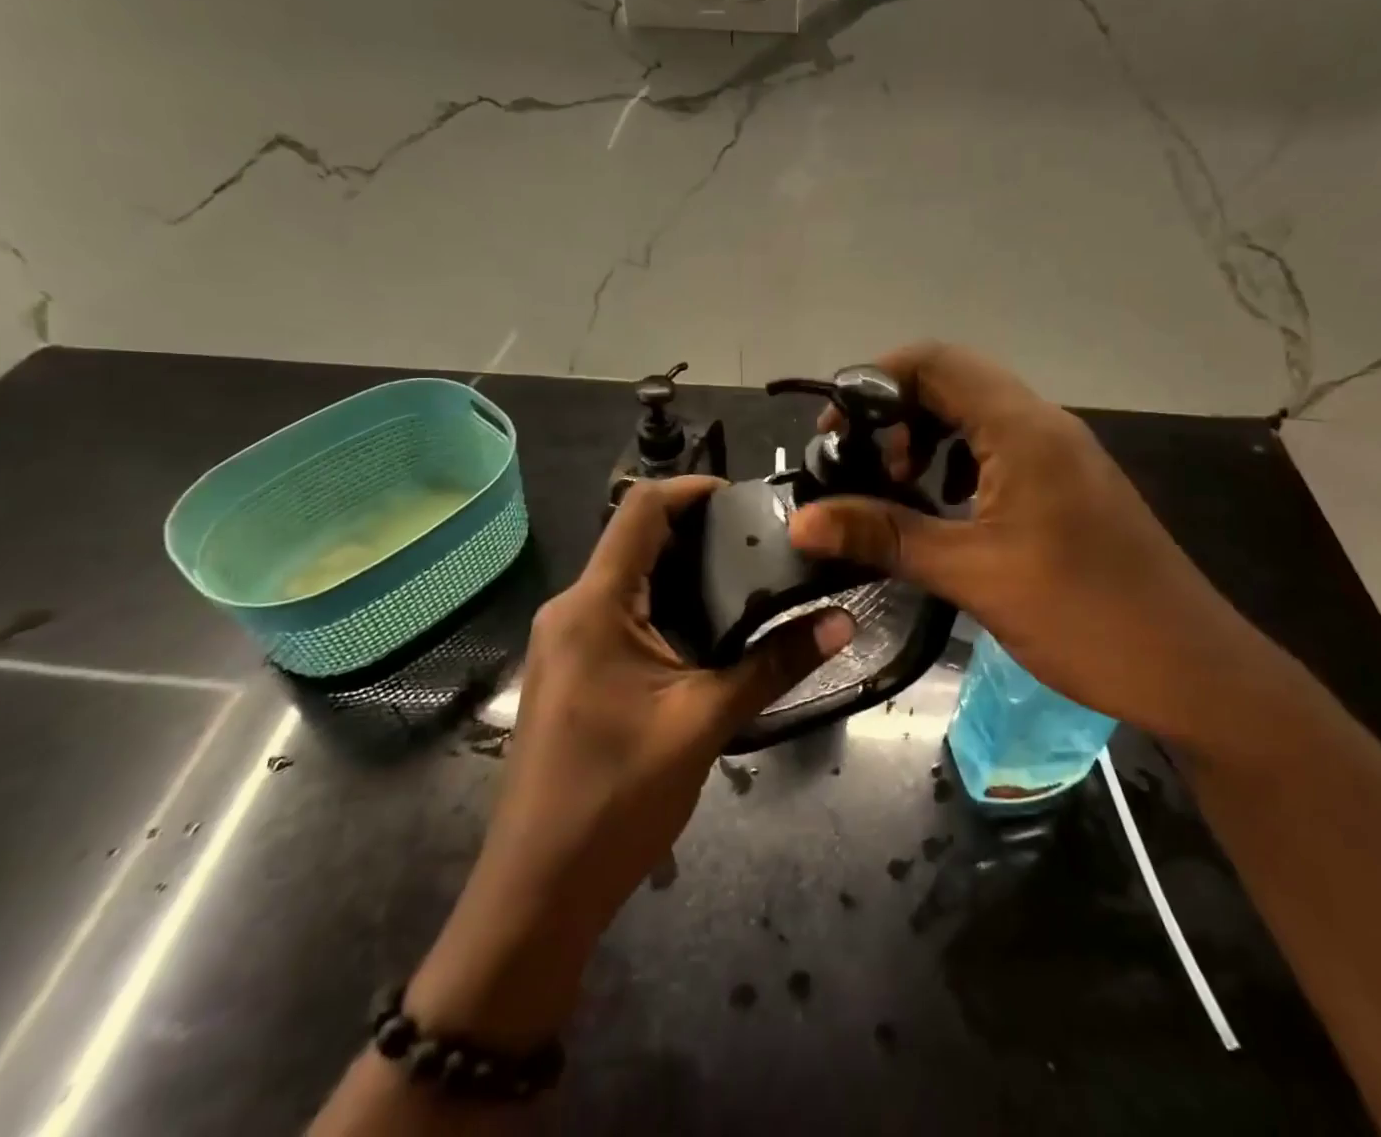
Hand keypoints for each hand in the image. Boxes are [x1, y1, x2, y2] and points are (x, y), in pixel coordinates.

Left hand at [407, 476, 853, 1044]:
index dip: (692, 488)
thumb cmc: (615, 798)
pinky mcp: (570, 670)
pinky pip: (619, 613)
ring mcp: (564, 641)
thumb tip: (843, 621)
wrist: (537, 892)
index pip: (640, 509)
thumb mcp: (704, 723)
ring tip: (748, 578)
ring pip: (628, 578)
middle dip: (697, 531)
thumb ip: (774, 665)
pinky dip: (663, 605)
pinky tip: (709, 630)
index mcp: (594, 604)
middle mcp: (571, 608)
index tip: (747, 497)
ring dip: (682, 570)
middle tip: (763, 541)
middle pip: (635, 539)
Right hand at [787, 343, 1270, 743]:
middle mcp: (1043, 426)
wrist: (1193, 671)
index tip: (834, 433)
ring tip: (895, 489)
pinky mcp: (1067, 488)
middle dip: (895, 416)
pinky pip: (997, 452)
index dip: (873, 383)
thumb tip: (800, 521)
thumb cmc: (1084, 615)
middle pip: (952, 385)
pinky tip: (941, 512)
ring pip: (975, 419)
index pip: (935, 363)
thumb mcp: (973, 573)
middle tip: (860, 468)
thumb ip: (884, 536)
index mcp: (1023, 428)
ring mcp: (1060, 456)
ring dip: (926, 441)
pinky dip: (956, 467)